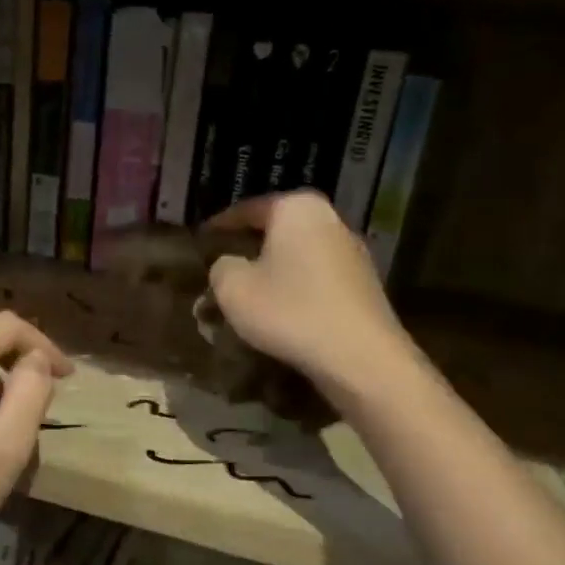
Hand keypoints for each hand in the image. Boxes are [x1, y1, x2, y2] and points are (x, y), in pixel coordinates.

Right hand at [205, 191, 407, 397]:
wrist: (359, 357)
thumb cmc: (289, 311)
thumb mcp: (232, 288)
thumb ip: (220, 267)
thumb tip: (229, 265)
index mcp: (296, 208)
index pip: (247, 209)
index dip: (219, 227)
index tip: (201, 242)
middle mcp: (329, 219)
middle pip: (277, 230)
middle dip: (249, 249)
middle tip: (222, 269)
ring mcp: (352, 251)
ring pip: (298, 255)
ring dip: (274, 271)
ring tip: (249, 294)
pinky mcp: (363, 284)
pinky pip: (317, 278)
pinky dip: (296, 289)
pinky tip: (282, 312)